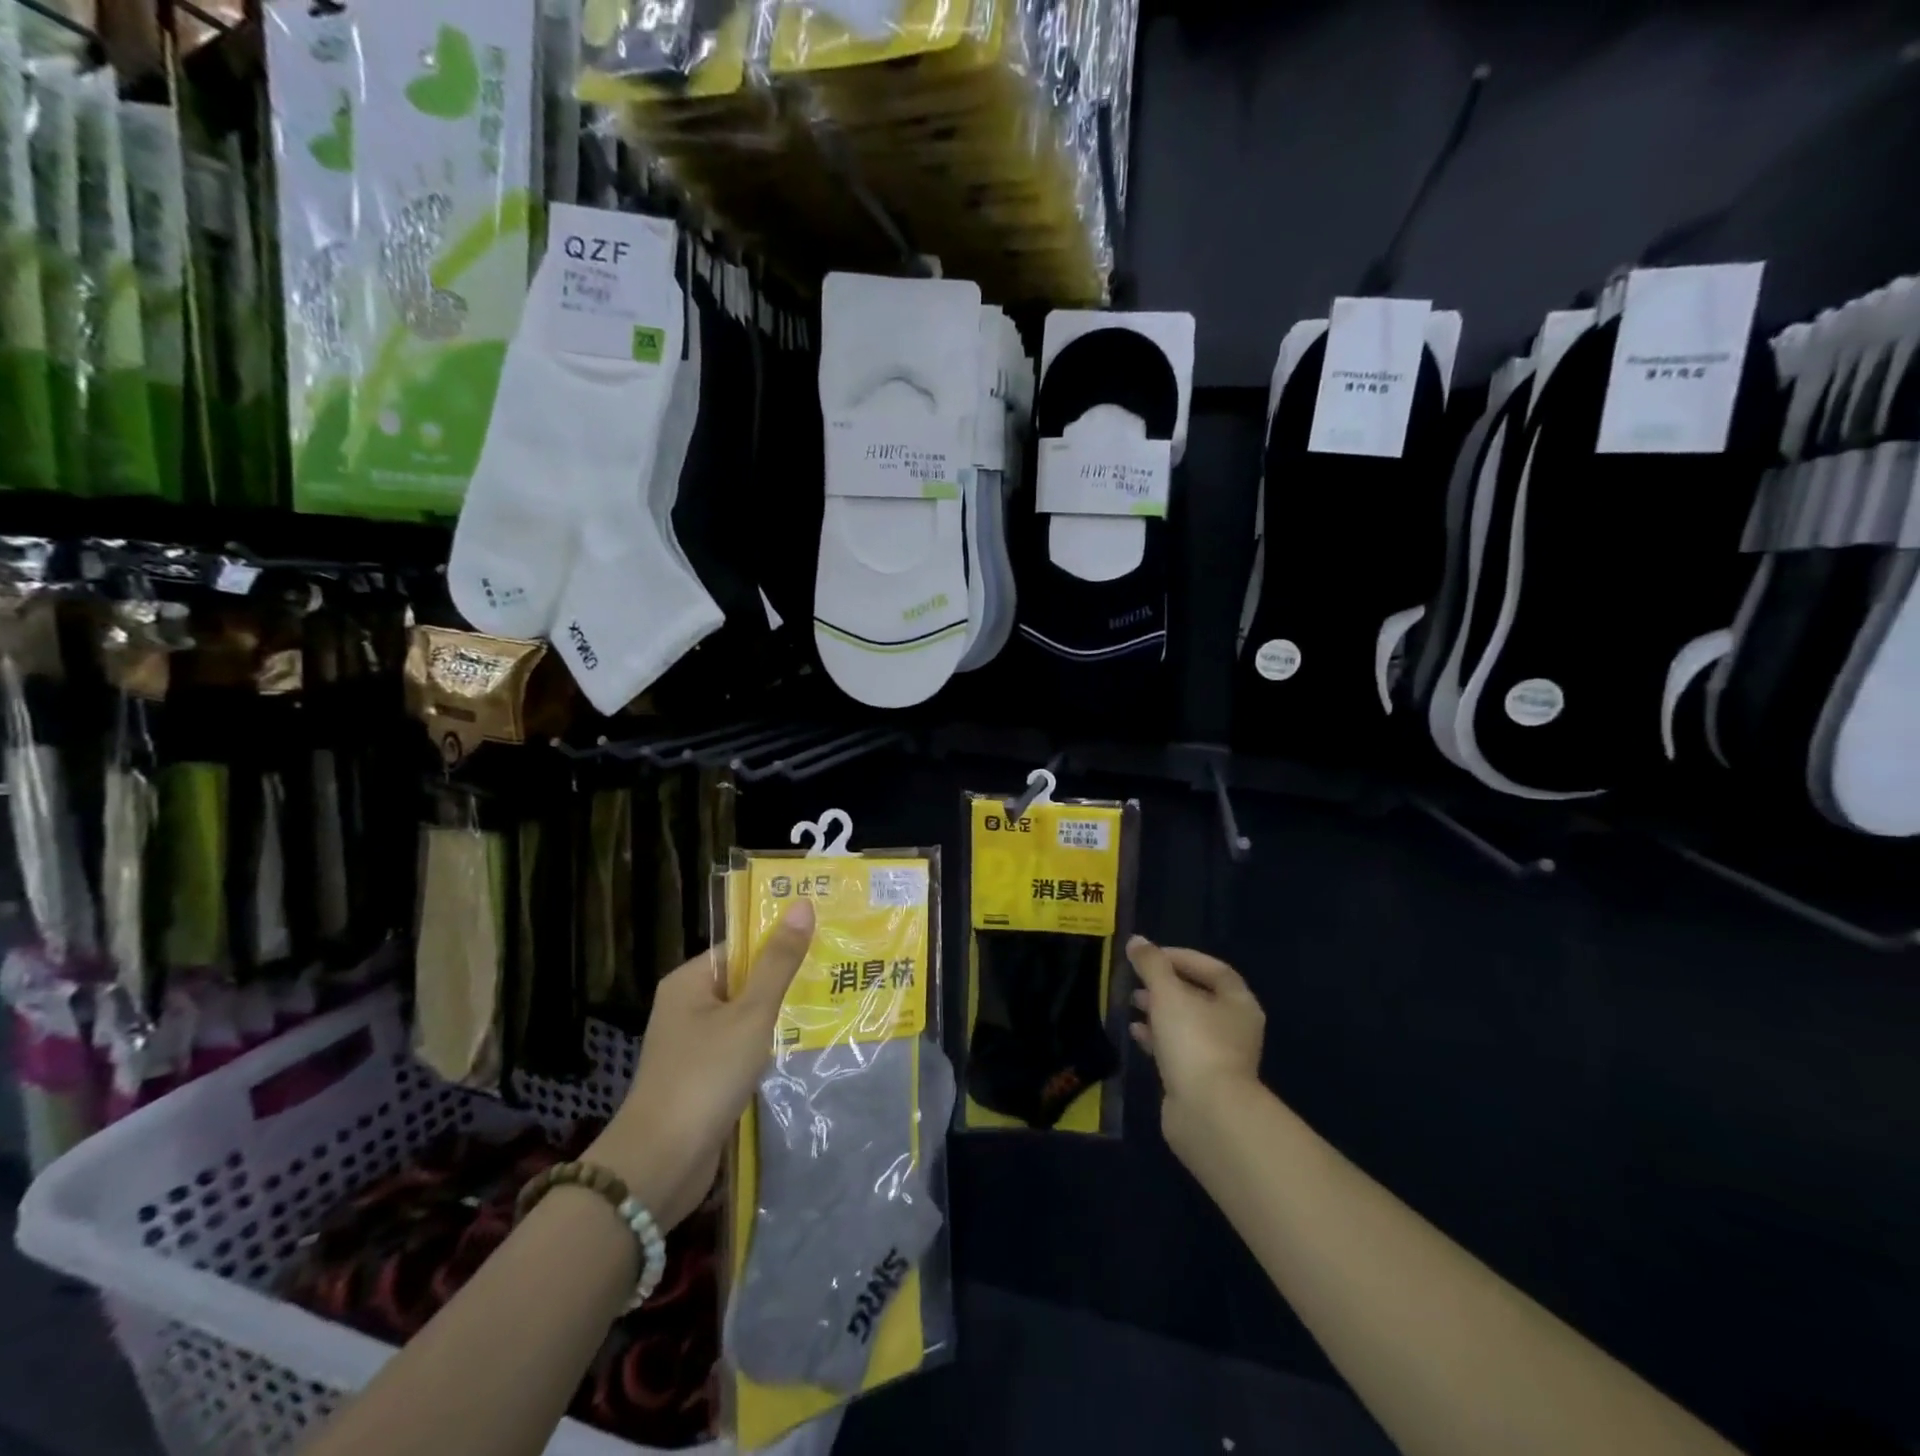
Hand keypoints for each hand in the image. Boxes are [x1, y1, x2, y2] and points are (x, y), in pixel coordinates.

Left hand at [588, 899, 815, 1231]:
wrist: (660, 1164)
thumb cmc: (705, 1075)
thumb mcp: (750, 1014)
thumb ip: (779, 962)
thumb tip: (803, 905)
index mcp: (690, 981)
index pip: (741, 947)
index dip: (780, 941)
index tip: (824, 939)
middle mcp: (687, 1007)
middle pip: (745, 981)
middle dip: (786, 981)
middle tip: (837, 971)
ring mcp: (694, 1046)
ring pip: (746, 1019)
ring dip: (780, 1018)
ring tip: (831, 1006)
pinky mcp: (703, 1080)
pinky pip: (742, 1050)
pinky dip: (768, 1049)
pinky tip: (804, 1050)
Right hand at [1128, 937, 1265, 1125]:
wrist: (1208, 1114)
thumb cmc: (1194, 1042)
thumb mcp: (1168, 993)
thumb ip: (1151, 964)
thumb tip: (1137, 941)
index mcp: (1238, 1003)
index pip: (1213, 968)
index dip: (1182, 957)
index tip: (1150, 956)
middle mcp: (1235, 1028)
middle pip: (1199, 996)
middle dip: (1167, 984)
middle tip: (1137, 979)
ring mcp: (1220, 1057)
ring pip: (1187, 1024)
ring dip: (1159, 1011)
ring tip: (1132, 1002)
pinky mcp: (1201, 1081)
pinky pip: (1178, 1049)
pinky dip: (1157, 1037)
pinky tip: (1135, 1032)